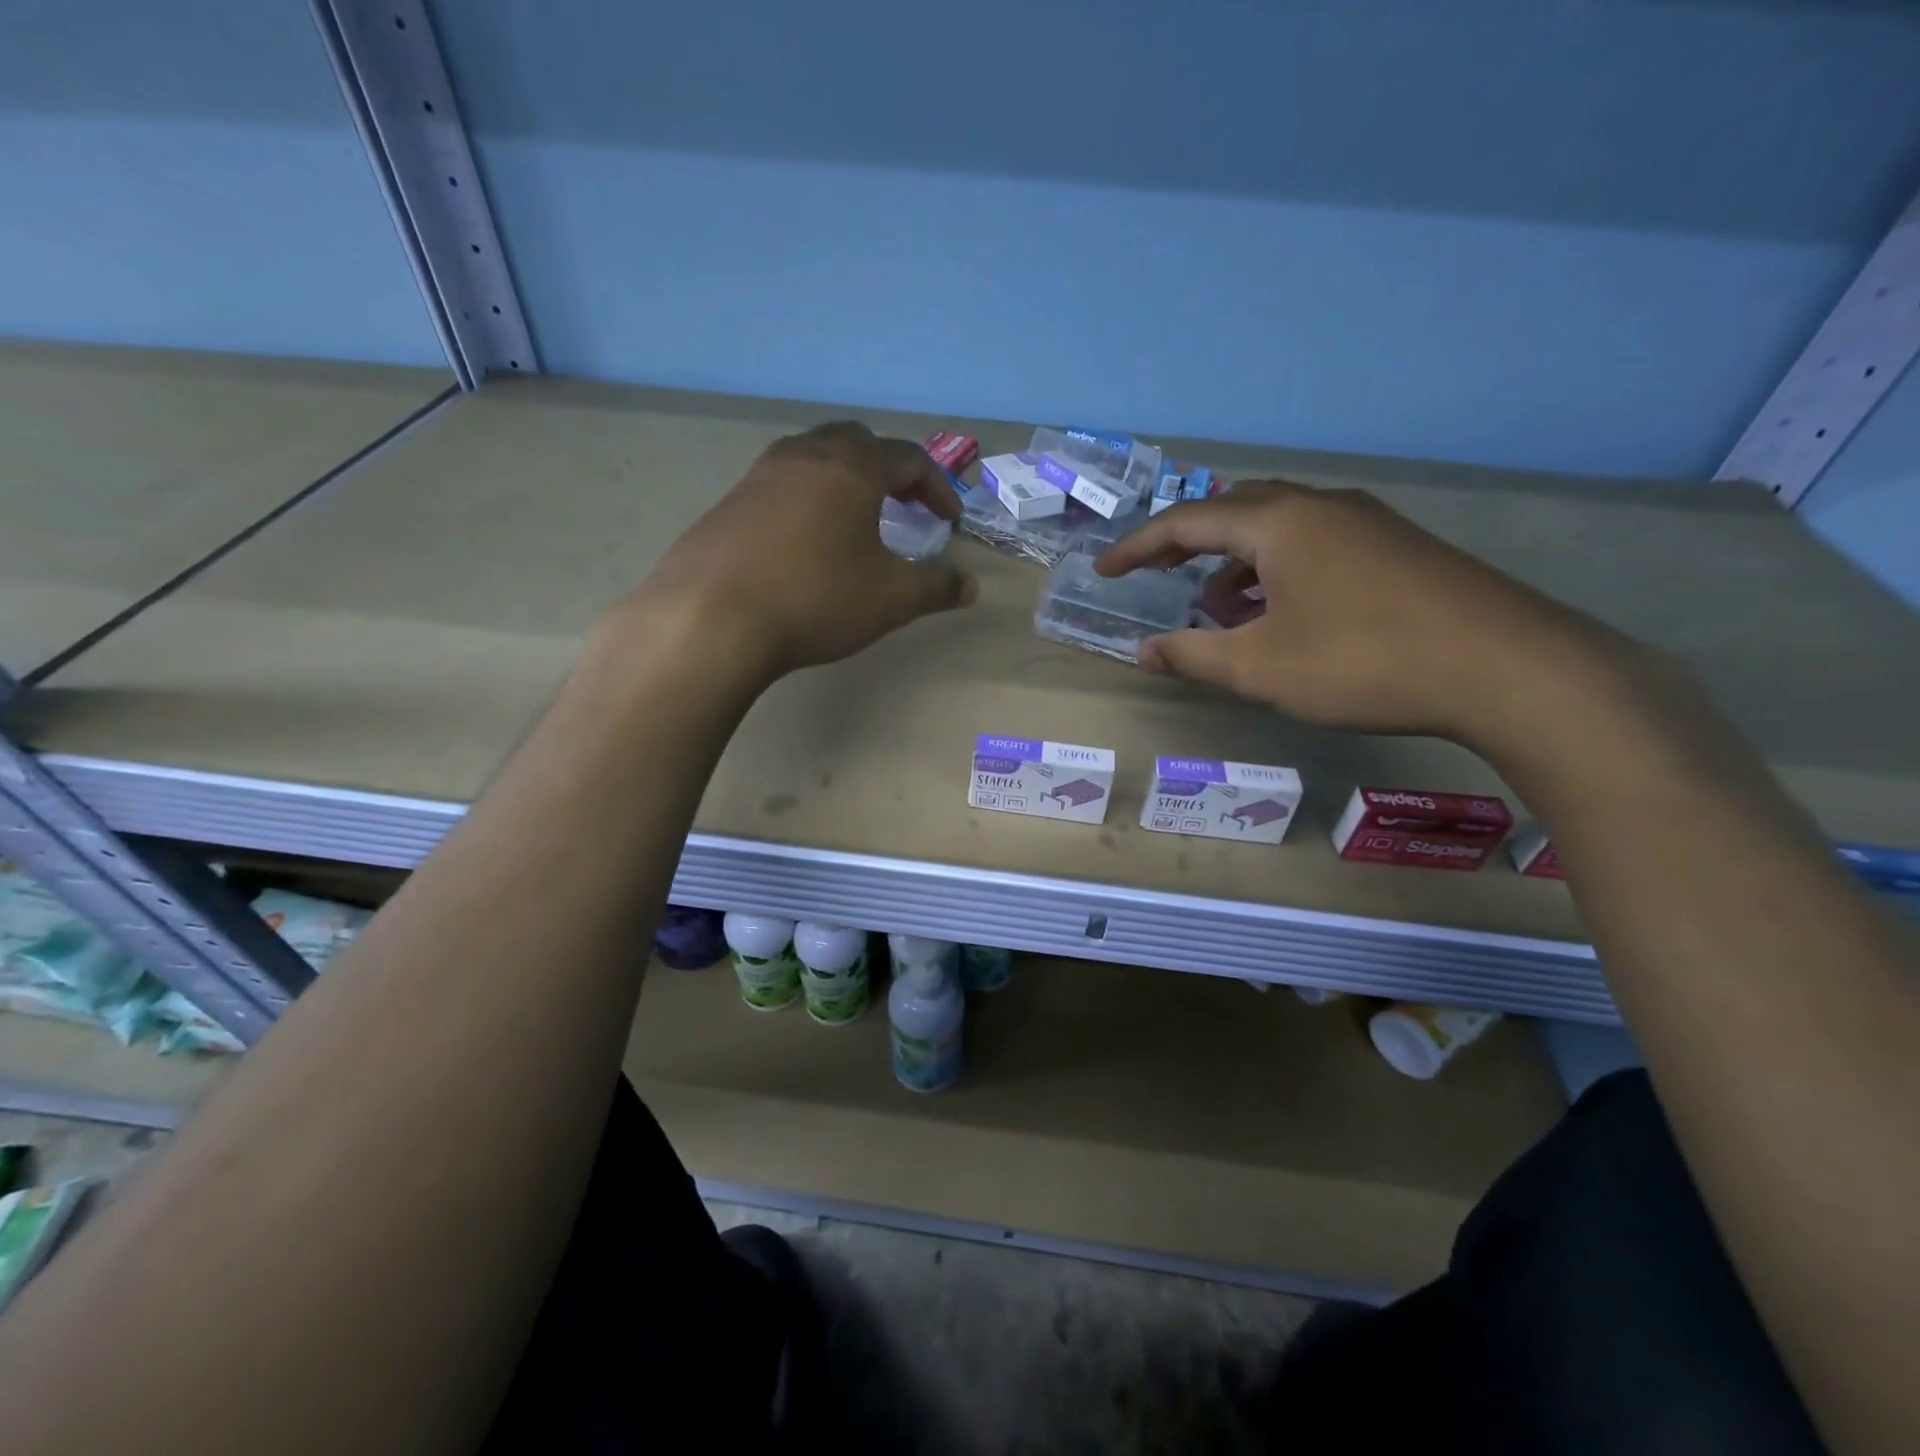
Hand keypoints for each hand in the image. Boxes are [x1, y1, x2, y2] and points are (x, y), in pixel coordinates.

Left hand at [605, 421, 977, 681]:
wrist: (712, 618)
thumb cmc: (816, 598)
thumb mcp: (891, 599)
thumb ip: (936, 587)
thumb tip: (971, 586)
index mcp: (852, 468)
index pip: (910, 459)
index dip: (938, 488)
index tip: (950, 523)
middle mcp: (806, 455)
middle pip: (858, 442)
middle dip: (890, 470)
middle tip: (905, 505)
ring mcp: (760, 474)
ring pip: (814, 457)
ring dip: (845, 479)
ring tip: (856, 518)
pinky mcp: (729, 502)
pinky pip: (781, 484)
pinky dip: (808, 499)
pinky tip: (806, 541)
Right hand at [1095, 482, 1633, 748]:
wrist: (1507, 668)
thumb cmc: (1364, 663)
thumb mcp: (1261, 669)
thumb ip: (1193, 656)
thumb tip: (1144, 652)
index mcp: (1279, 523)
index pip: (1186, 521)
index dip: (1137, 547)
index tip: (1104, 570)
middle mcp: (1319, 506)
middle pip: (1231, 512)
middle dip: (1185, 546)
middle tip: (1156, 580)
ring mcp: (1364, 522)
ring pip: (1275, 528)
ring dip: (1234, 564)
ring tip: (1219, 612)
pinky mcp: (1394, 546)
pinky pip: (1312, 543)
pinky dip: (1277, 571)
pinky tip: (1281, 614)